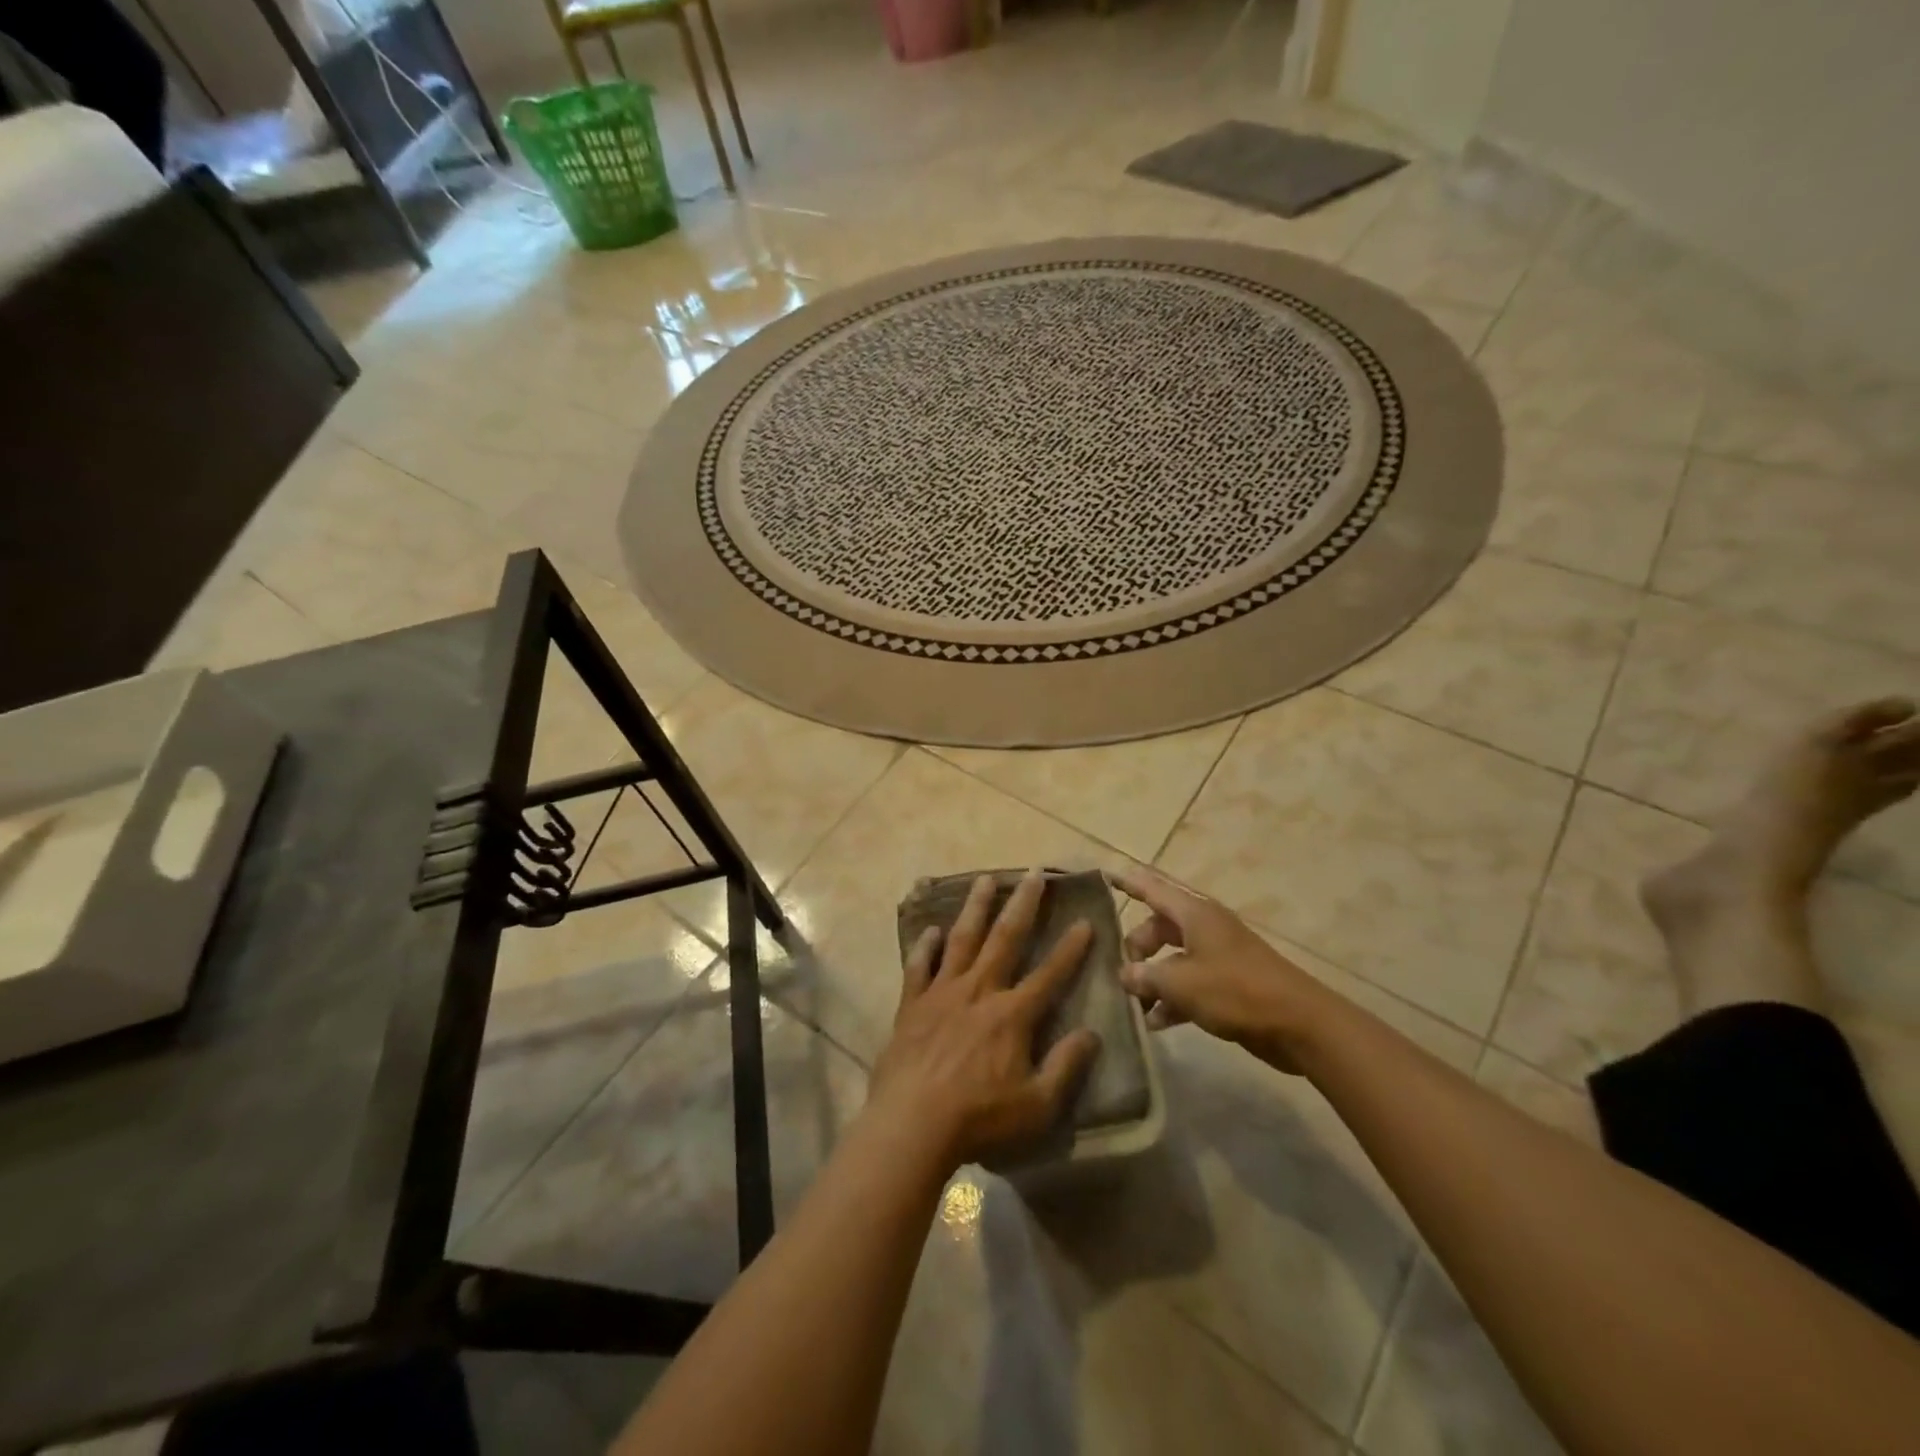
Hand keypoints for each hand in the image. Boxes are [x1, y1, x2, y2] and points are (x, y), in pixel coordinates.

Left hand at [868, 870, 1101, 1169]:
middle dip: (1023, 904)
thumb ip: (1066, 1066)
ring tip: (985, 879)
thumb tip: (1092, 1034)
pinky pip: (919, 966)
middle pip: (1005, 938)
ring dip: (975, 907)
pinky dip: (925, 946)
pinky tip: (931, 930)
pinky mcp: (912, 1004)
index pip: (1050, 974)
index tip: (1085, 920)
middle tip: (1033, 873)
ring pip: (963, 939)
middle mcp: (979, 991)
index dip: (1071, 948)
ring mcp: (942, 993)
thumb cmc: (980, 1118)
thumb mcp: (1037, 1104)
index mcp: (1012, 1014)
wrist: (912, 1123)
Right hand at [1110, 865, 1327, 1072]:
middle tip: (1122, 972)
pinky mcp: (1228, 983)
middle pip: (1159, 926)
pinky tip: (1156, 1023)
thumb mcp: (1181, 983)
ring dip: (1153, 978)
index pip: (1152, 888)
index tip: (1105, 875)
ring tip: (1134, 1004)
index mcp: (1194, 914)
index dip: (1129, 883)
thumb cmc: (1236, 991)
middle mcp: (1205, 927)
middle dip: (1138, 946)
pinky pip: (1190, 983)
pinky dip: (1173, 998)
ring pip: (1173, 957)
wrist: (1299, 1024)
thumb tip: (1125, 975)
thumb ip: (1145, 976)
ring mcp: (1218, 955)